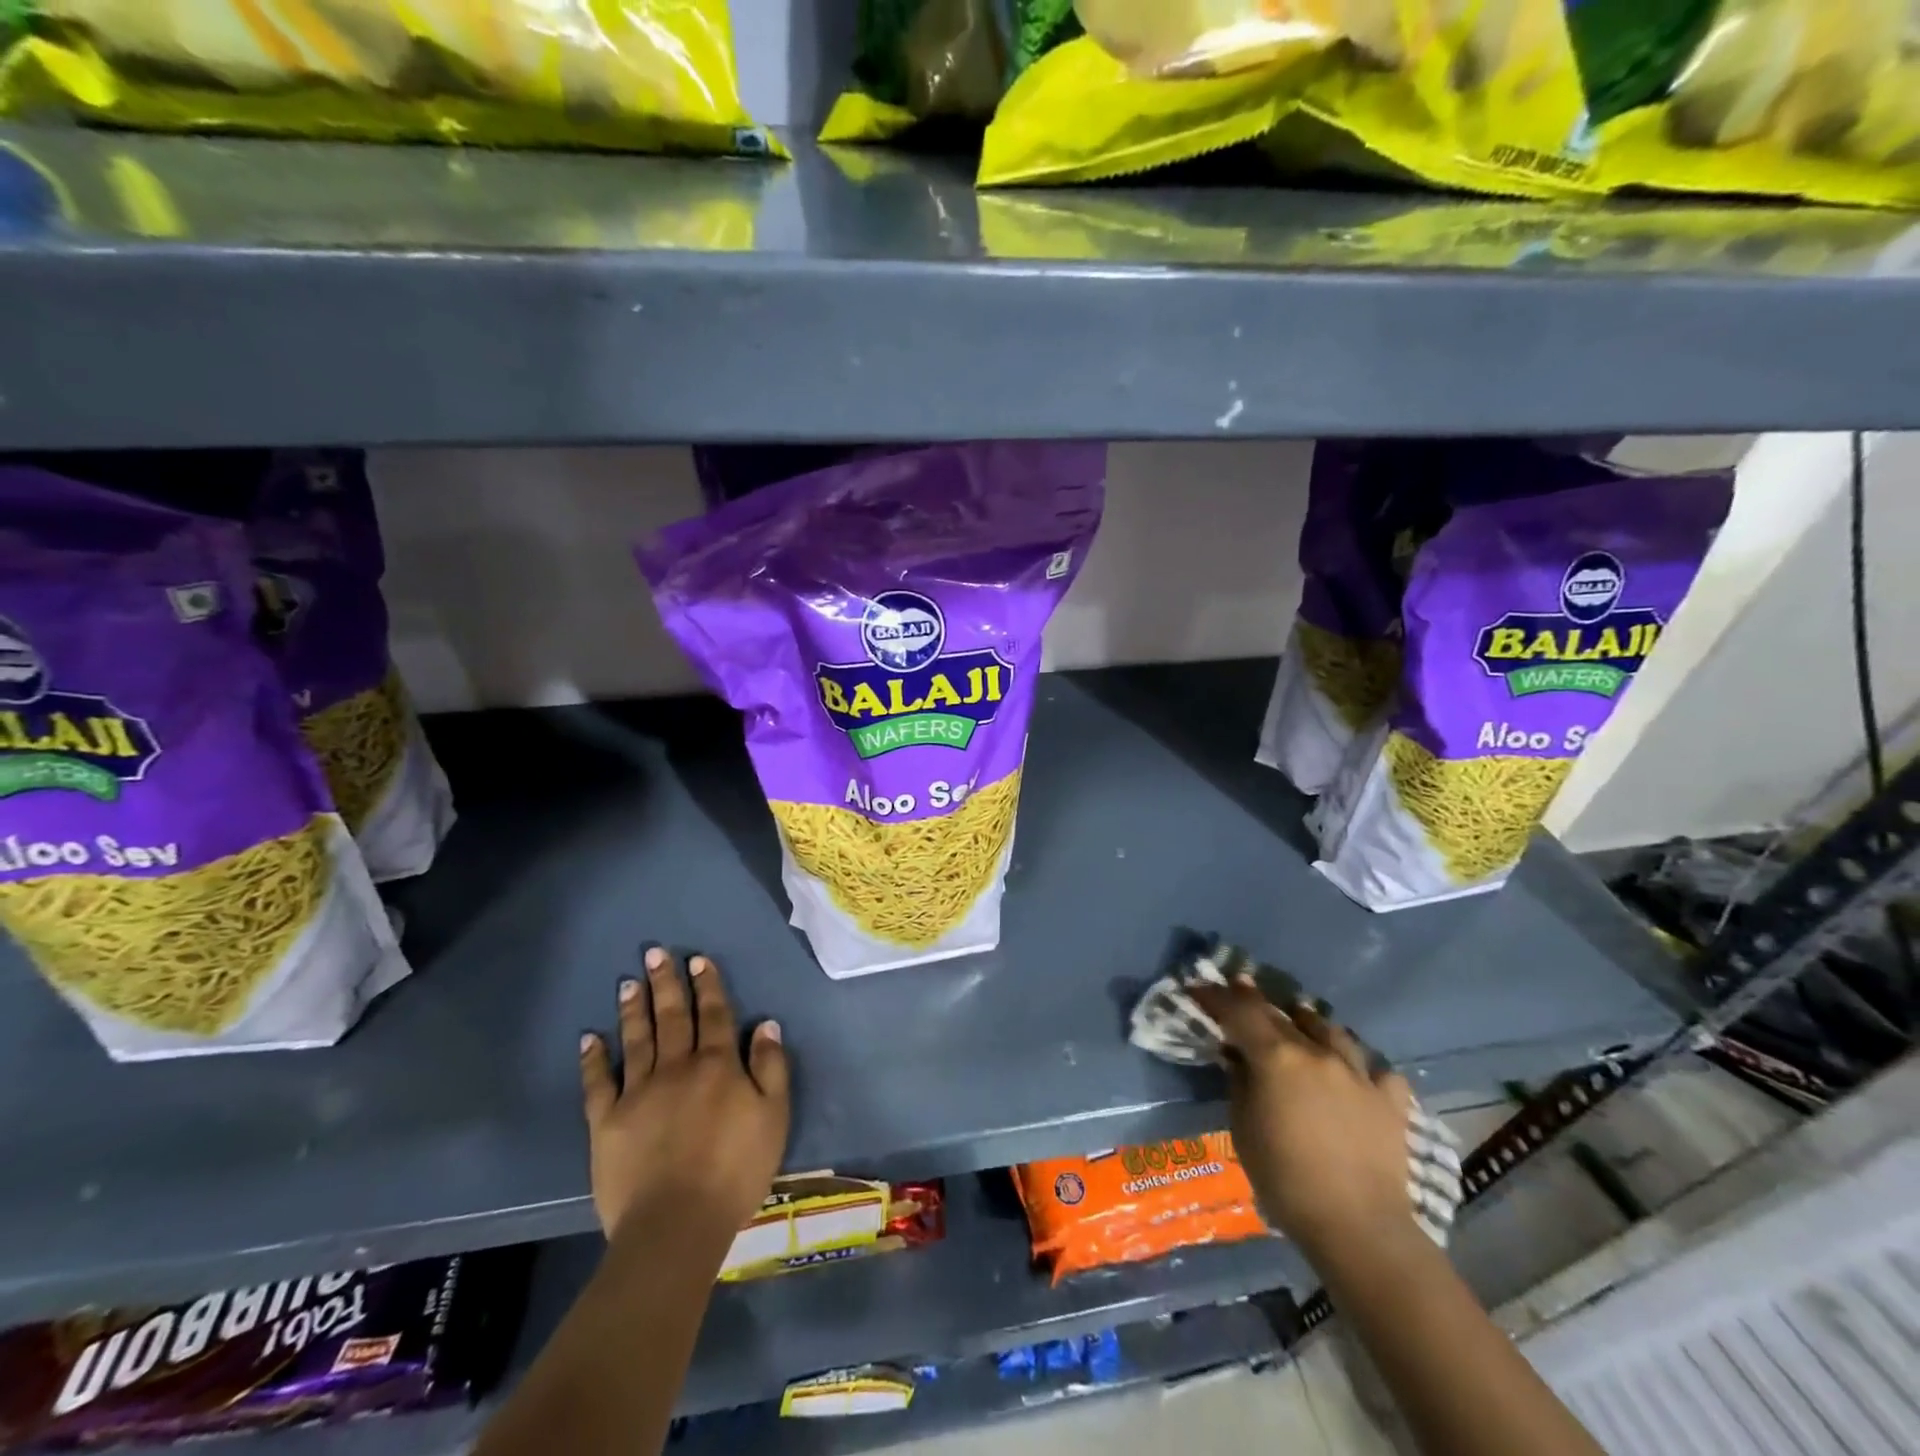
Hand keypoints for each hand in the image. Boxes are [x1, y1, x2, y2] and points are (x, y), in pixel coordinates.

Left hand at [580, 948, 790, 1243]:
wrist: (676, 1224)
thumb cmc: (735, 1170)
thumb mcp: (774, 1117)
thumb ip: (771, 1067)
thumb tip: (766, 1024)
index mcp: (718, 1065)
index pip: (714, 1014)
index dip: (707, 985)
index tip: (698, 959)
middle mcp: (677, 1067)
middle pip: (672, 1017)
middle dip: (666, 983)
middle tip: (655, 953)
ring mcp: (638, 1092)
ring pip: (636, 1039)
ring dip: (634, 1009)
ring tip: (629, 982)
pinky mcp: (607, 1122)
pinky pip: (598, 1083)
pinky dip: (593, 1059)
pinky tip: (589, 1038)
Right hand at [1190, 978, 1415, 1261]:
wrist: (1359, 1228)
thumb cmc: (1286, 1179)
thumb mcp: (1243, 1128)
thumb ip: (1240, 1082)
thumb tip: (1238, 1057)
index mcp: (1277, 1057)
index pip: (1240, 1012)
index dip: (1217, 996)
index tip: (1200, 988)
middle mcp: (1319, 1053)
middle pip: (1283, 1015)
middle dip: (1257, 1002)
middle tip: (1241, 991)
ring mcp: (1359, 1074)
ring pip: (1333, 1031)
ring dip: (1310, 1024)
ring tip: (1300, 1024)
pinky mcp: (1391, 1101)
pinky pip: (1377, 1070)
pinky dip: (1361, 1067)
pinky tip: (1356, 1076)